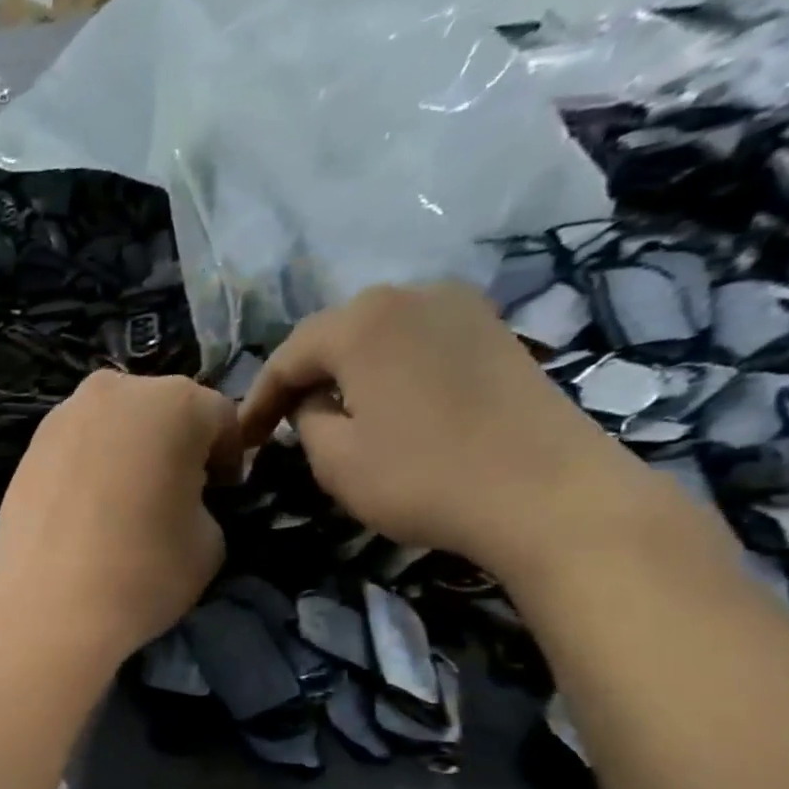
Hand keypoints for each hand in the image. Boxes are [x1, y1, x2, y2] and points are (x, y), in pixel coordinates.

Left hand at [0, 370, 241, 672]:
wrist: (45, 609)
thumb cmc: (143, 572)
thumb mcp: (211, 541)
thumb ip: (204, 502)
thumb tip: (183, 499)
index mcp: (175, 403)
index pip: (220, 418)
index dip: (228, 458)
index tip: (222, 493)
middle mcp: (115, 391)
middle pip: (161, 410)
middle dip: (174, 445)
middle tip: (174, 493)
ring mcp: (62, 417)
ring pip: (112, 425)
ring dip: (127, 453)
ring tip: (124, 504)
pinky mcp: (27, 449)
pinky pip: (75, 449)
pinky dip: (88, 468)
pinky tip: (85, 511)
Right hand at [239, 282, 660, 579]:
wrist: (548, 493)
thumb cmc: (422, 477)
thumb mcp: (335, 460)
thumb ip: (306, 420)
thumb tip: (314, 402)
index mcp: (362, 322)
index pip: (287, 357)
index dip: (257, 401)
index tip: (240, 441)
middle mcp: (410, 295)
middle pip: (333, 335)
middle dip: (300, 378)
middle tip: (278, 424)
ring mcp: (460, 307)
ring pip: (376, 334)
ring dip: (344, 371)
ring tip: (327, 413)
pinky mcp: (494, 331)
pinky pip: (416, 341)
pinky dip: (388, 368)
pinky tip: (383, 403)